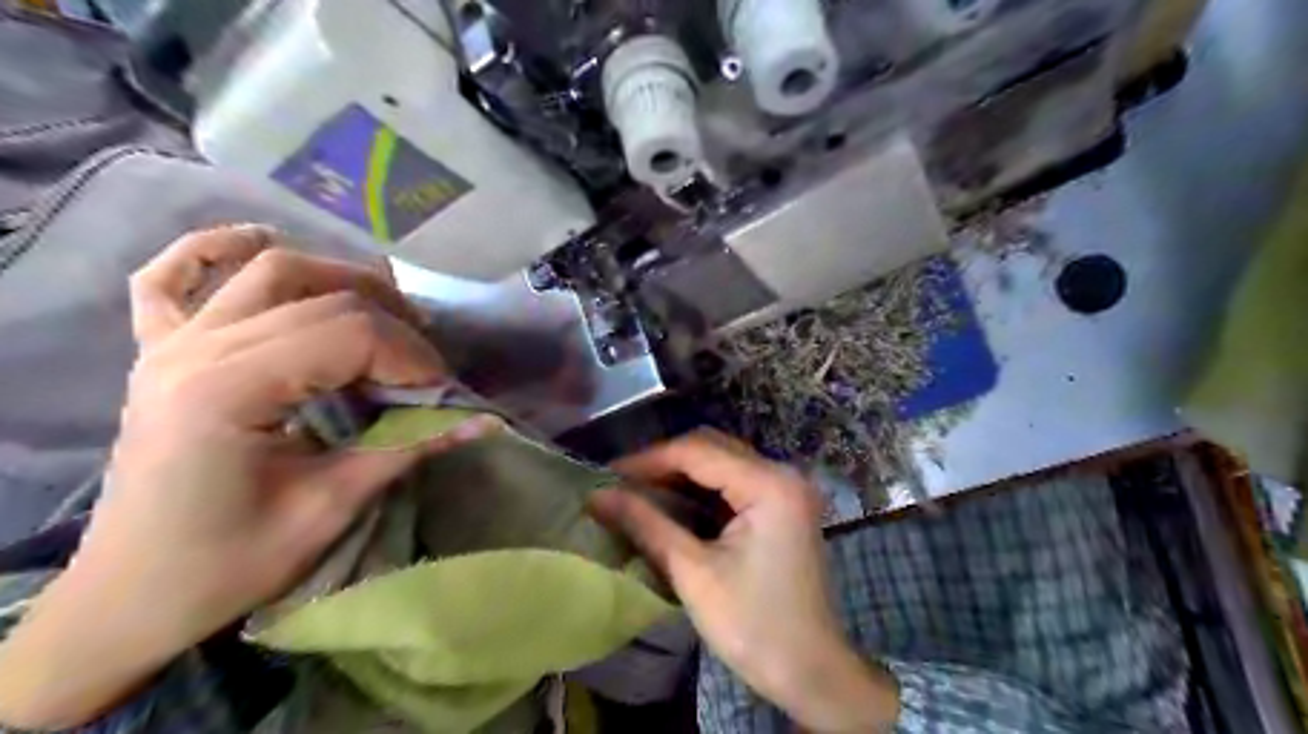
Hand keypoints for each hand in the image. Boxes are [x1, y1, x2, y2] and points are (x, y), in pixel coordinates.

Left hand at [1, 227, 499, 729]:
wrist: (132, 597)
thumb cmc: (228, 564)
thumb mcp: (331, 507)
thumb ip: (408, 447)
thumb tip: (485, 422)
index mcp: (227, 390)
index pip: (348, 333)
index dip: (411, 356)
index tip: (442, 392)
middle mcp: (194, 349)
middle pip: (319, 295)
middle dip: (392, 323)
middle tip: (424, 363)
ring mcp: (169, 344)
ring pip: (269, 272)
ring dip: (339, 279)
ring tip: (384, 314)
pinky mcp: (159, 352)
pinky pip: (171, 277)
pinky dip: (214, 250)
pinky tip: (257, 242)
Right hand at [593, 429, 898, 732]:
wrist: (812, 672)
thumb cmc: (753, 626)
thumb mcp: (692, 573)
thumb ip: (645, 524)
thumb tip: (596, 496)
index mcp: (769, 484)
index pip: (698, 451)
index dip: (647, 460)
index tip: (605, 475)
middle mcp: (782, 474)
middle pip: (712, 448)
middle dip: (663, 463)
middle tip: (620, 484)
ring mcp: (786, 489)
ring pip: (722, 462)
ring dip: (680, 474)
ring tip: (636, 492)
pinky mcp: (782, 507)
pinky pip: (734, 483)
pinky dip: (700, 490)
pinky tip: (671, 505)